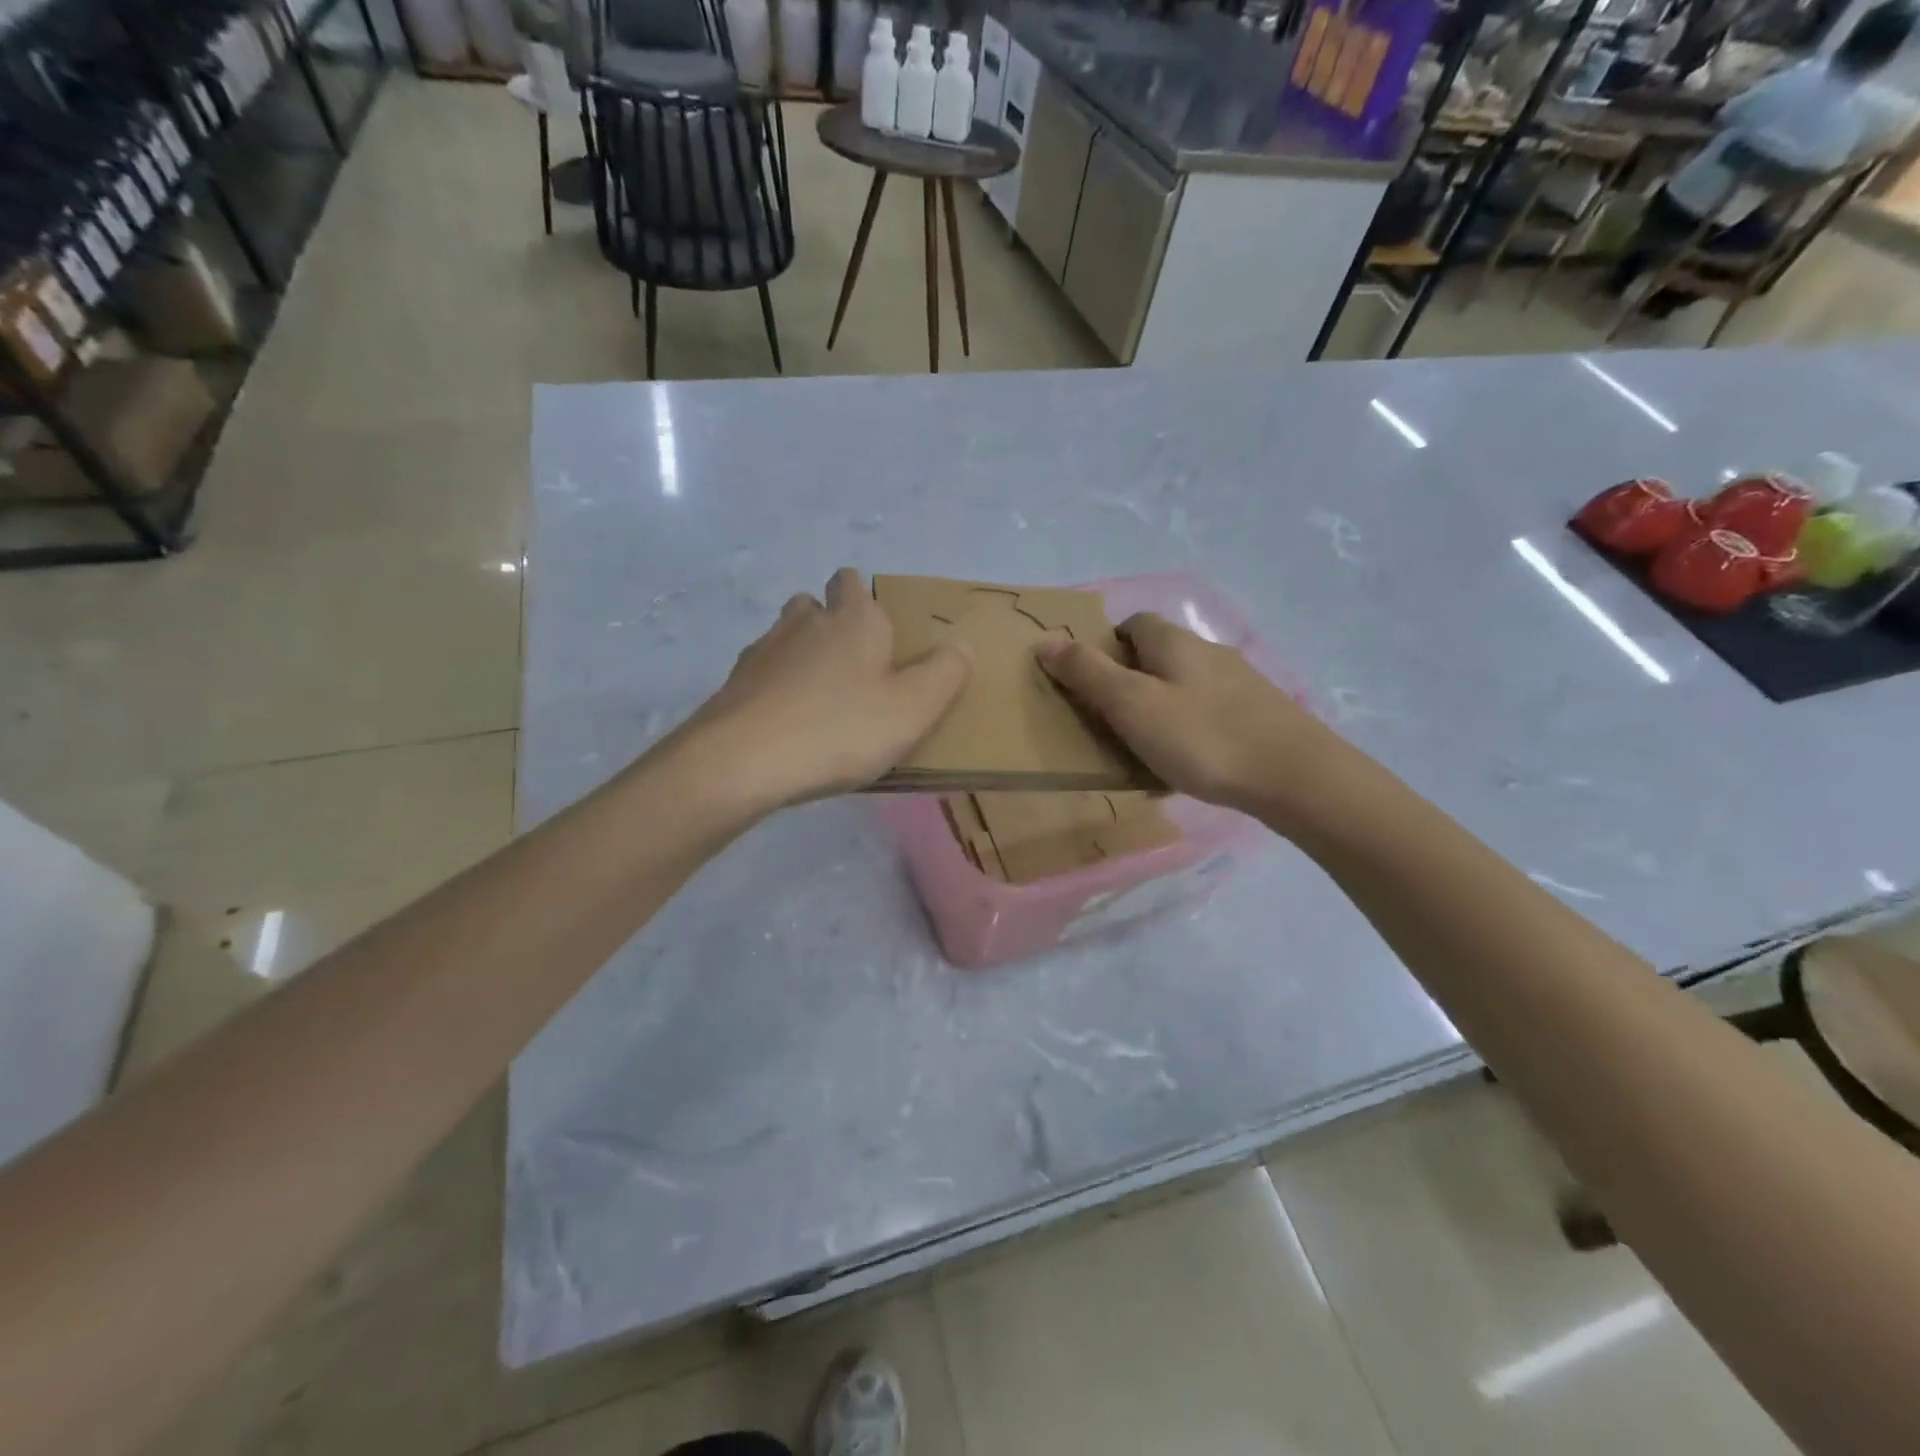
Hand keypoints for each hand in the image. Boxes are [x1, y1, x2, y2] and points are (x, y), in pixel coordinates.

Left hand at [680, 568, 970, 809]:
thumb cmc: (841, 729)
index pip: (853, 581)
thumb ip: (945, 674)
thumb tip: (959, 646)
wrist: (744, 760)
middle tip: (855, 669)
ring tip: (822, 699)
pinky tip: (788, 723)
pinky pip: (764, 675)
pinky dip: (777, 688)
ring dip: (803, 656)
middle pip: (815, 605)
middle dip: (832, 625)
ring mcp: (764, 650)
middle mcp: (805, 622)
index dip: (864, 598)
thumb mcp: (914, 708)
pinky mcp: (735, 683)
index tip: (880, 633)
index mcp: (854, 619)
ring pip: (787, 638)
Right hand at [1036, 612, 1348, 820]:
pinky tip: (1189, 762)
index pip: (1133, 623)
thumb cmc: (1202, 737)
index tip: (1091, 684)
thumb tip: (1045, 640)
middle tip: (1112, 721)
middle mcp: (1208, 652)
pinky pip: (1209, 713)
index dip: (1107, 646)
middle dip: (1131, 680)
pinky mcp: (1259, 714)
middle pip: (1159, 655)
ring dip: (1161, 707)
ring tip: (1146, 748)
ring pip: (1185, 686)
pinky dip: (1190, 729)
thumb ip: (1087, 673)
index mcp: (1174, 642)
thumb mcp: (1132, 704)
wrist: (1295, 776)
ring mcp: (1239, 683)